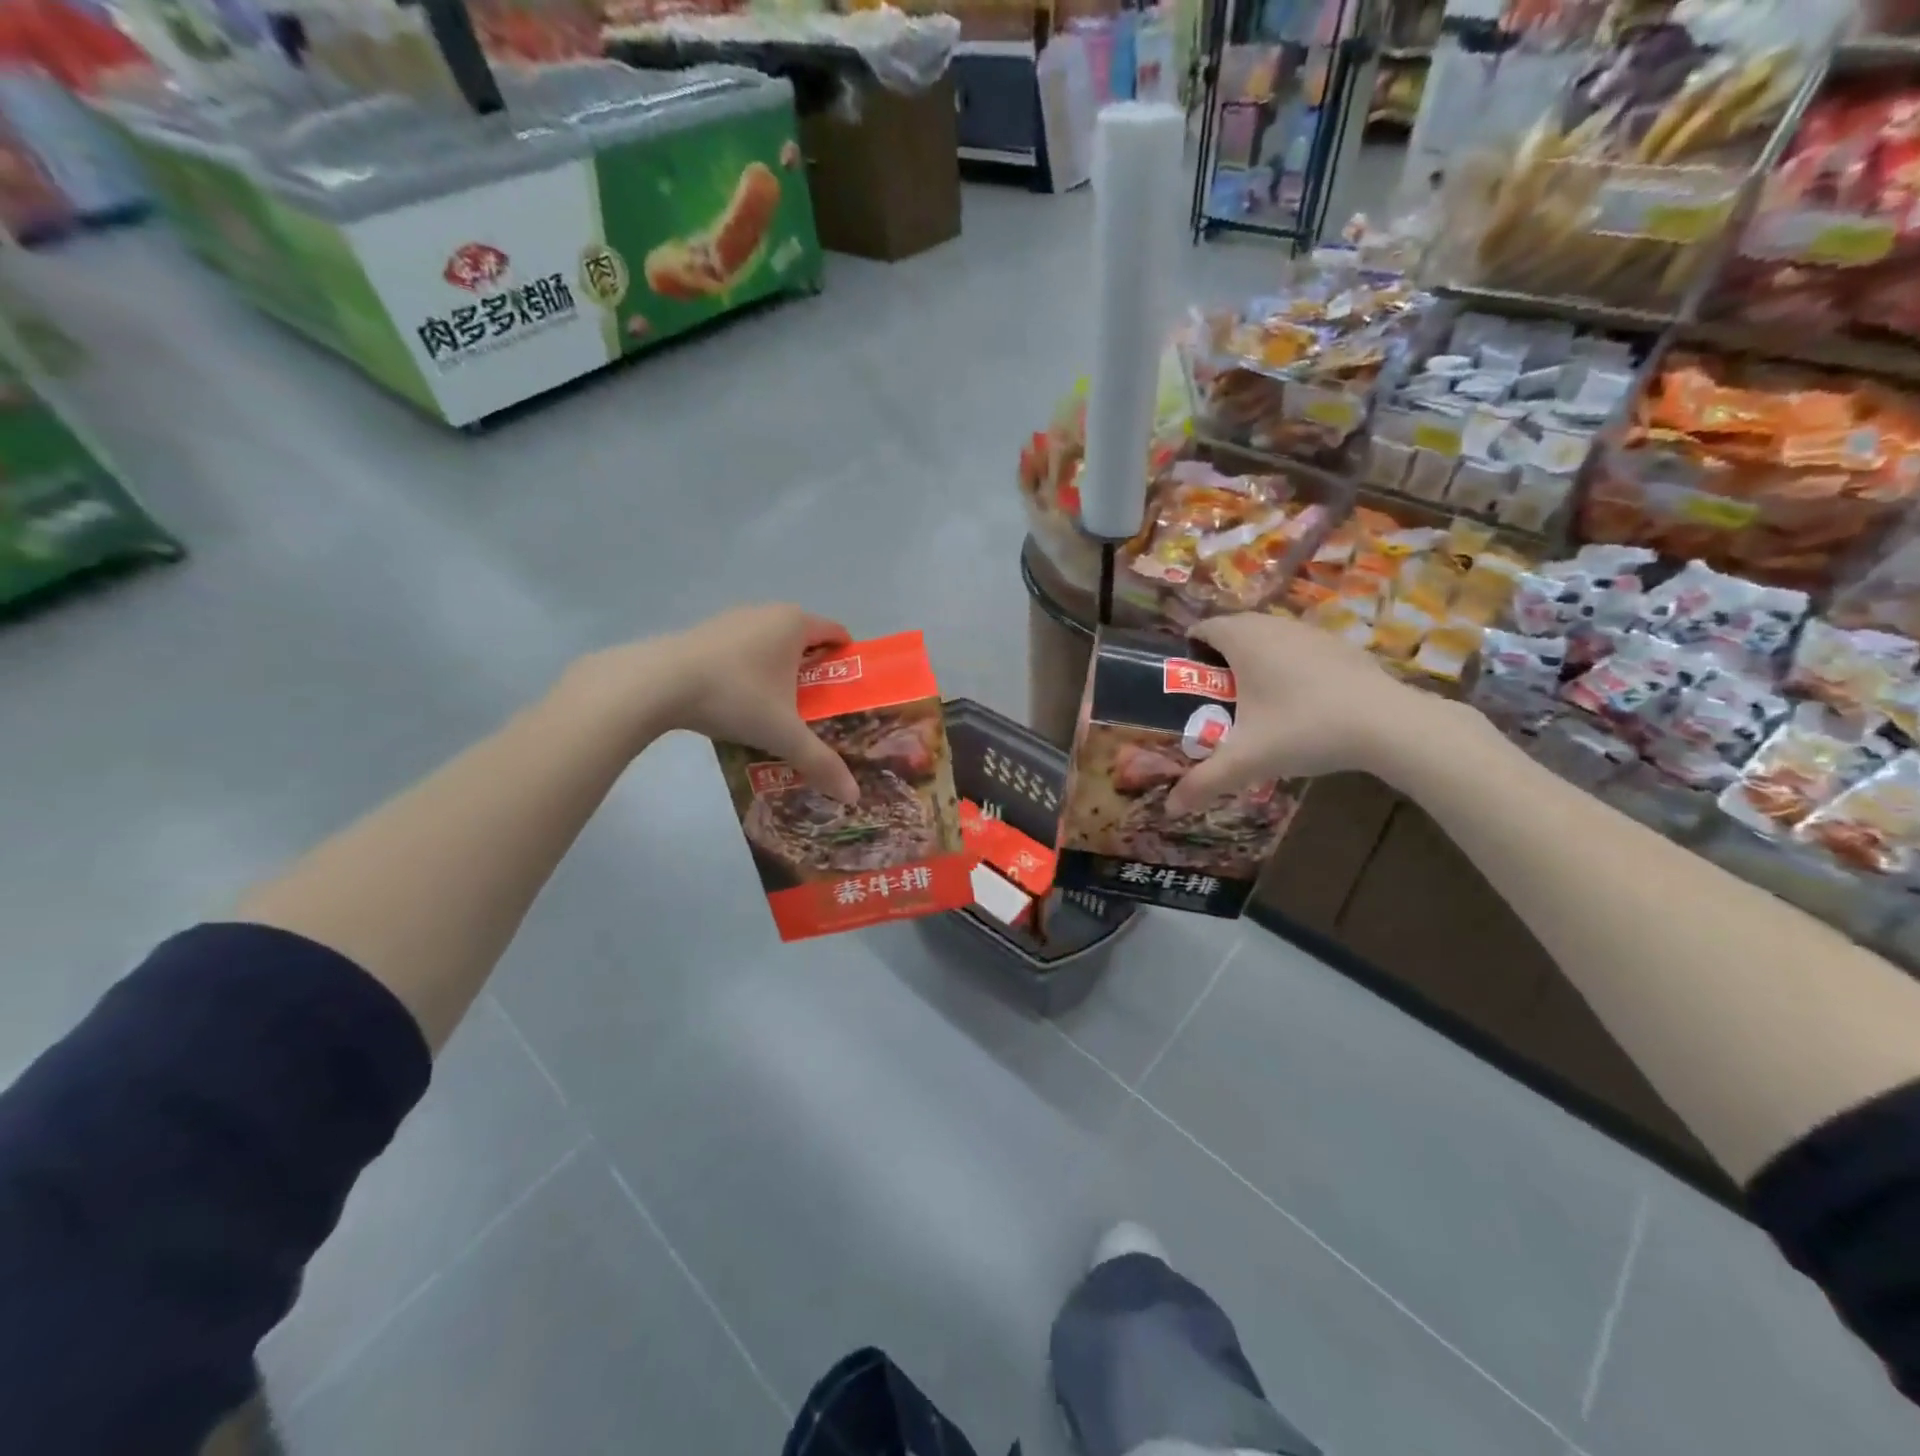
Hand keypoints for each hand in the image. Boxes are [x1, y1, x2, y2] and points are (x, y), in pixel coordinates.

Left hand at [584, 605, 861, 802]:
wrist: (658, 683)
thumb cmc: (735, 697)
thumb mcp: (783, 734)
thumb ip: (820, 762)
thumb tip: (853, 796)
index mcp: (796, 624)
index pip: (837, 633)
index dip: (848, 661)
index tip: (849, 692)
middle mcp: (768, 612)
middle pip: (804, 639)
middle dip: (814, 671)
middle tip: (818, 709)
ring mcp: (733, 619)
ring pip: (770, 644)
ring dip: (779, 671)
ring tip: (779, 710)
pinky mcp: (705, 632)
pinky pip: (742, 650)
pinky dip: (749, 670)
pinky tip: (739, 702)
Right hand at [1164, 612, 1438, 812]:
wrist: (1388, 724)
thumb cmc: (1303, 729)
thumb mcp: (1247, 760)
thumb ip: (1204, 782)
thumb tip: (1170, 809)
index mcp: (1243, 639)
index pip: (1203, 629)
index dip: (1189, 652)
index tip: (1186, 682)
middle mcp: (1273, 624)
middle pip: (1234, 631)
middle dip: (1220, 659)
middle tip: (1215, 698)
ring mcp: (1310, 631)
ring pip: (1269, 637)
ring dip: (1255, 661)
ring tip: (1255, 702)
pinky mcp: (1339, 645)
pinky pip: (1298, 648)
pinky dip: (1288, 666)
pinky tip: (1299, 703)